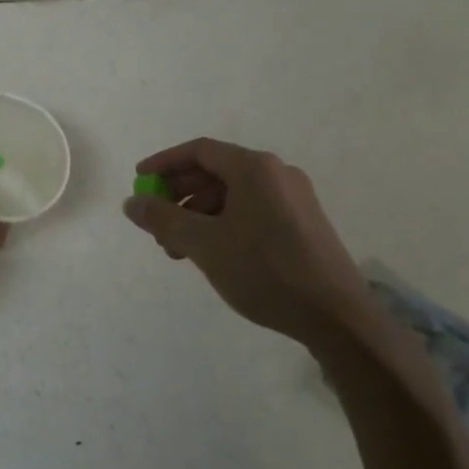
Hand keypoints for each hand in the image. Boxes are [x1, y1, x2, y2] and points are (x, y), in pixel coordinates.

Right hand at [122, 138, 371, 344]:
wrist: (337, 318)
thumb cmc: (265, 271)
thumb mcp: (204, 244)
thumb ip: (163, 219)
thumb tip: (132, 202)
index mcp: (254, 167)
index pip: (199, 150)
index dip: (165, 163)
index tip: (140, 179)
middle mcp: (276, 173)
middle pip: (216, 171)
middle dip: (180, 194)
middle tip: (156, 221)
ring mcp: (294, 199)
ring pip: (234, 195)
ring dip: (200, 215)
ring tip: (179, 250)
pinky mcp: (304, 224)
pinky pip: (253, 211)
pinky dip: (225, 224)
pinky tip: (213, 254)